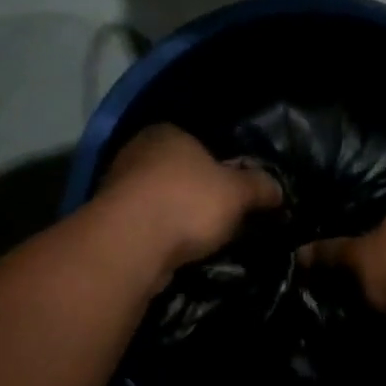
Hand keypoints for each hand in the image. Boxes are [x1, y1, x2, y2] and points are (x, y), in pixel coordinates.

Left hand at [96, 125, 281, 277]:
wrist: (130, 245)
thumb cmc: (187, 202)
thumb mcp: (238, 192)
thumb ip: (260, 186)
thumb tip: (277, 189)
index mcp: (168, 132)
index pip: (202, 143)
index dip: (224, 167)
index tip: (238, 192)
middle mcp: (137, 151)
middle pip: (180, 172)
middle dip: (201, 193)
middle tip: (227, 217)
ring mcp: (117, 187)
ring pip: (162, 200)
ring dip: (180, 217)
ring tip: (206, 240)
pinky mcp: (108, 222)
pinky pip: (147, 225)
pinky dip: (163, 236)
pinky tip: (179, 252)